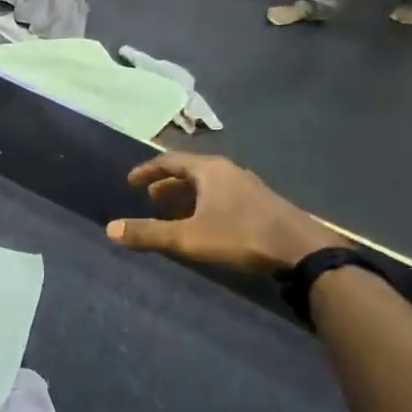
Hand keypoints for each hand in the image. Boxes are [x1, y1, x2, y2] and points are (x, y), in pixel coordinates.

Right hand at [105, 153, 346, 272]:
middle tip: (150, 200)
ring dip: (187, 196)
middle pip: (190, 170)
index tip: (131, 182)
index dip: (147, 170)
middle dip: (167, 184)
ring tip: (174, 214)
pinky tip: (207, 225)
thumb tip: (111, 229)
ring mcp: (248, 186)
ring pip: (208, 184)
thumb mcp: (189, 238)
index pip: (170, 161)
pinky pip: (223, 195)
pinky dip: (205, 203)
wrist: (301, 250)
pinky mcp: (262, 203)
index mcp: (209, 170)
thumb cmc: (241, 236)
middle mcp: (228, 170)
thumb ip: (150, 234)